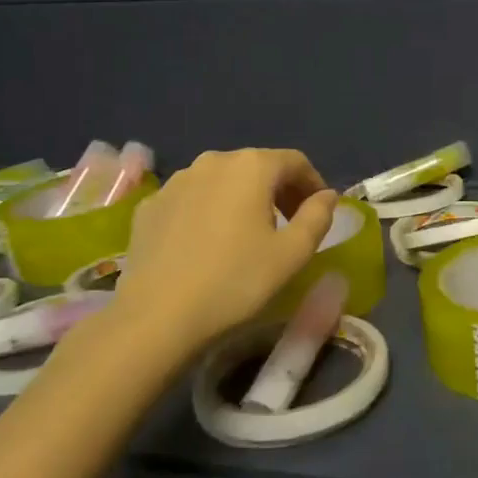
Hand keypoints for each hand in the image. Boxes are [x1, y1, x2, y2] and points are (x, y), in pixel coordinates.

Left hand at [108, 149, 336, 353]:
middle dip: (279, 191)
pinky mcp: (150, 205)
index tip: (319, 212)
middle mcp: (212, 161)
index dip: (313, 184)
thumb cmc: (236, 281)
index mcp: (251, 167)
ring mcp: (176, 181)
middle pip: (257, 167)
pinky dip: (210, 211)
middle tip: (290, 225)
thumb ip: (318, 217)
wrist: (157, 316)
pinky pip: (192, 199)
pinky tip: (209, 244)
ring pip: (222, 181)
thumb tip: (326, 196)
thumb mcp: (293, 253)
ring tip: (249, 235)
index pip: (295, 162)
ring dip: (244, 199)